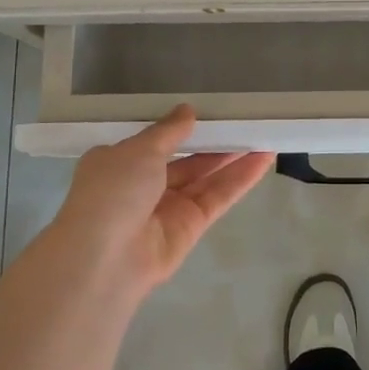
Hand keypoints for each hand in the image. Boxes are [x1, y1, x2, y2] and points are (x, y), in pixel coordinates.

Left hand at [46, 106, 273, 295]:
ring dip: (233, 158)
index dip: (180, 127)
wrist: (105, 259)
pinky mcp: (191, 227)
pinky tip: (264, 159)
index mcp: (119, 164)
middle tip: (244, 121)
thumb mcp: (138, 150)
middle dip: (213, 142)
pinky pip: (218, 197)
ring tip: (263, 134)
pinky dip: (240, 179)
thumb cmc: (113, 192)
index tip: (207, 110)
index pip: (154, 142)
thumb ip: (168, 130)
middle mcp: (143, 186)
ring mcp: (168, 208)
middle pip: (186, 160)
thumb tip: (187, 111)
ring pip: (206, 178)